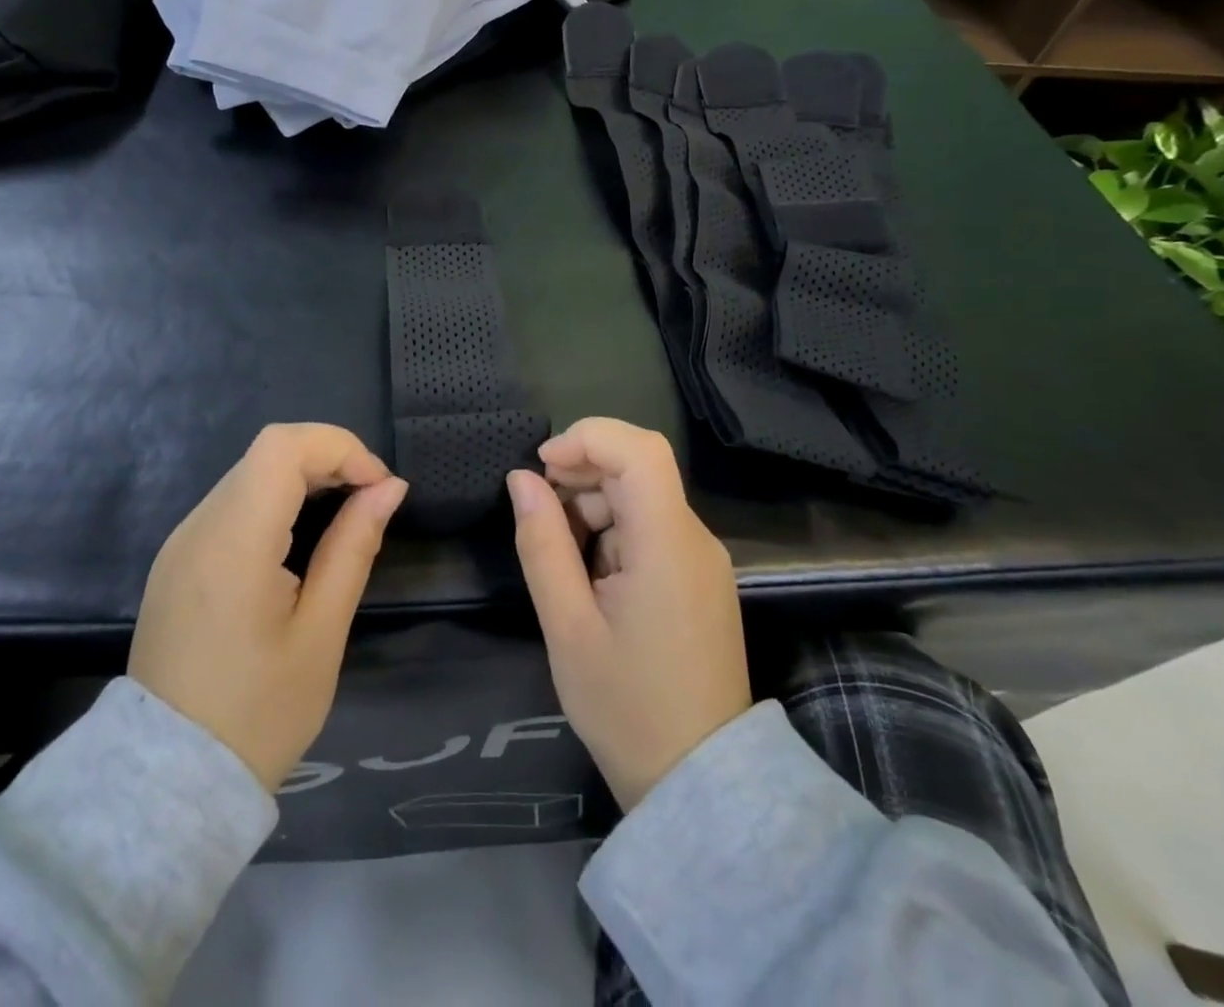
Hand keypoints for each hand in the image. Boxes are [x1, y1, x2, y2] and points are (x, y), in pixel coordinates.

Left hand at [129, 424, 407, 791]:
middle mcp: (198, 527)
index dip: (340, 448)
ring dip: (303, 477)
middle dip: (328, 459)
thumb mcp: (321, 633)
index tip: (380, 488)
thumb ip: (354, 547)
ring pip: (250, 473)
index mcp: (233, 543)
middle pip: (267, 452)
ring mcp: (181, 542)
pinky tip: (300, 539)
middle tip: (371, 500)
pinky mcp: (177, 560)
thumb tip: (389, 488)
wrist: (169, 783)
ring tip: (344, 516)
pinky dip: (276, 500)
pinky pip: (232, 504)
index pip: (283, 447)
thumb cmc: (258, 714)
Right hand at [508, 418, 750, 811]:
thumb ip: (542, 544)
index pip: (639, 450)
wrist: (699, 784)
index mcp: (669, 544)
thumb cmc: (627, 707)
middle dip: (581, 476)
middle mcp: (695, 539)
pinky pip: (651, 531)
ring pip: (641, 499)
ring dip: (593, 508)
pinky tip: (588, 578)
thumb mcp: (567, 626)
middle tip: (537, 517)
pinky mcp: (698, 580)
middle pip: (638, 470)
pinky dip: (612, 534)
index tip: (541, 467)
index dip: (587, 439)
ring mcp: (701, 560)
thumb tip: (522, 480)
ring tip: (560, 560)